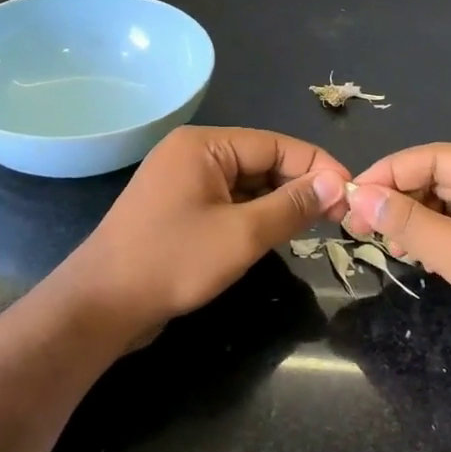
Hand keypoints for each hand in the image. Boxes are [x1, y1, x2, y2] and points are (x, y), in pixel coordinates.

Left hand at [62, 126, 350, 341]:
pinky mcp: (177, 209)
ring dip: (278, 203)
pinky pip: (227, 202)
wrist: (99, 307)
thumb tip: (336, 183)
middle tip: (337, 217)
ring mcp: (182, 181)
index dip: (317, 166)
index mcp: (204, 145)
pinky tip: (274, 235)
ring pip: (246, 184)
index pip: (276, 144)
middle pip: (261, 161)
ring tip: (314, 227)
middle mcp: (192, 153)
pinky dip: (253, 216)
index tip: (351, 193)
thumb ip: (292, 206)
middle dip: (299, 186)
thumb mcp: (242, 235)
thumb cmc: (172, 262)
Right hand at [347, 144, 450, 393]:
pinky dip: (437, 234)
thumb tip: (359, 196)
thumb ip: (409, 223)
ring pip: (449, 199)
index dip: (389, 174)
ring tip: (385, 244)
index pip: (435, 157)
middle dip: (400, 200)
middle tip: (358, 225)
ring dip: (416, 219)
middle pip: (441, 176)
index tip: (349, 196)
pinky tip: (415, 252)